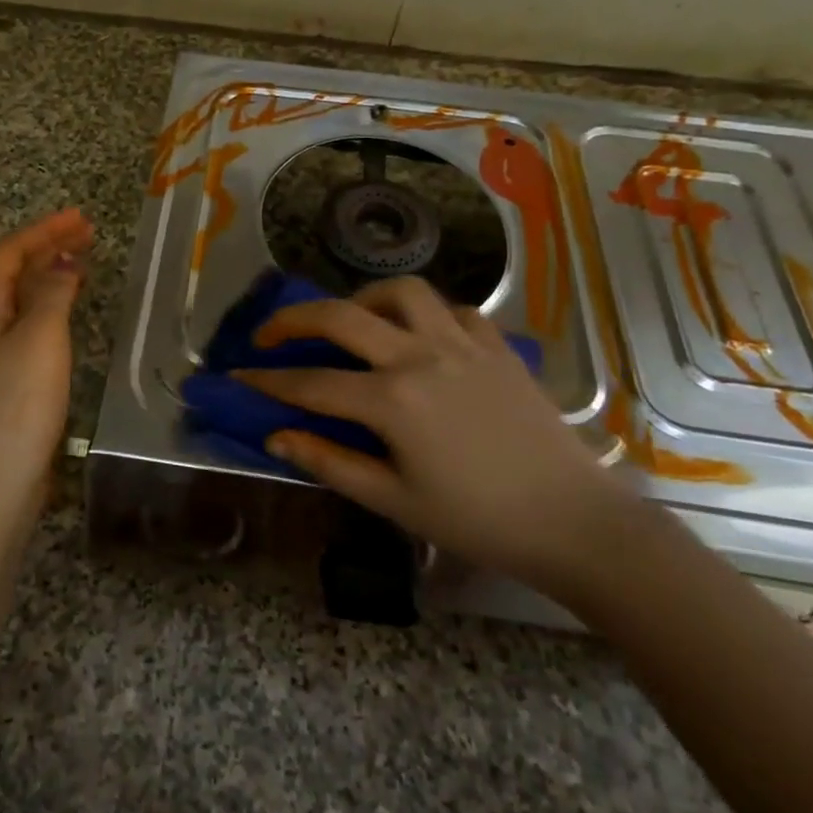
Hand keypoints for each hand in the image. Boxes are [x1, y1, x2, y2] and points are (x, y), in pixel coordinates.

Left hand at [0, 208, 93, 540]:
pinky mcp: (8, 376)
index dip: (43, 230)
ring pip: (21, 297)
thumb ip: (52, 293)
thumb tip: (63, 259)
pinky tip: (69, 311)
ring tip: (83, 261)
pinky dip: (51, 304)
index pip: (9, 252)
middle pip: (12, 271)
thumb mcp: (40, 339)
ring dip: (50, 273)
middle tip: (87, 233)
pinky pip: (29, 322)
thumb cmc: (18, 403)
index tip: (80, 218)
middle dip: (47, 247)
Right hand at [237, 276, 636, 594]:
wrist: (573, 522)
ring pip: (401, 291)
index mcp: (393, 400)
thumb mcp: (394, 500)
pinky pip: (452, 308)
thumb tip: (276, 435)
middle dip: (293, 320)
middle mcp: (421, 356)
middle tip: (270, 333)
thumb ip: (330, 462)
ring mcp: (462, 343)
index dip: (269, 378)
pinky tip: (419, 337)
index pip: (312, 382)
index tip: (239, 375)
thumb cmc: (477, 520)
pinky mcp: (496, 345)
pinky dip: (425, 314)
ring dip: (364, 299)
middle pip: (341, 316)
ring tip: (352, 323)